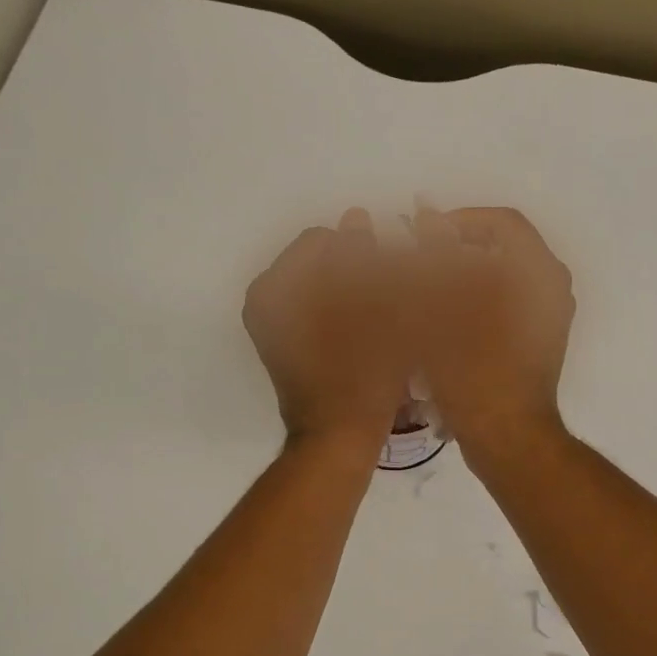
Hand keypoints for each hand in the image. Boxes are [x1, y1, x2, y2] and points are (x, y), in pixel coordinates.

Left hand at [243, 209, 410, 456]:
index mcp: (277, 286)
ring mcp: (273, 326)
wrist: (338, 438)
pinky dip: (341, 311)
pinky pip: (316, 311)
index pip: (323, 240)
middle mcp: (265, 301)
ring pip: (320, 287)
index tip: (390, 272)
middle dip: (356, 268)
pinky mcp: (285, 347)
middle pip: (319, 262)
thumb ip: (363, 256)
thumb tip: (356, 217)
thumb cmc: (361, 373)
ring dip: (351, 289)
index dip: (362, 249)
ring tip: (383, 309)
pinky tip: (368, 327)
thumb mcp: (373, 307)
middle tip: (390, 289)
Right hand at [411, 204, 574, 467]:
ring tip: (424, 291)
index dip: (457, 221)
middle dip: (455, 251)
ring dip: (461, 278)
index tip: (420, 235)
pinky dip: (474, 303)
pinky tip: (442, 320)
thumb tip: (425, 216)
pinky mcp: (538, 341)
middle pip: (500, 249)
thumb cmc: (474, 370)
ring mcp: (548, 316)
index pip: (500, 223)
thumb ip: (434, 256)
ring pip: (500, 279)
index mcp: (538, 271)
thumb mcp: (443, 308)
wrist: (508, 437)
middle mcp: (551, 287)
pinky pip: (504, 305)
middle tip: (417, 263)